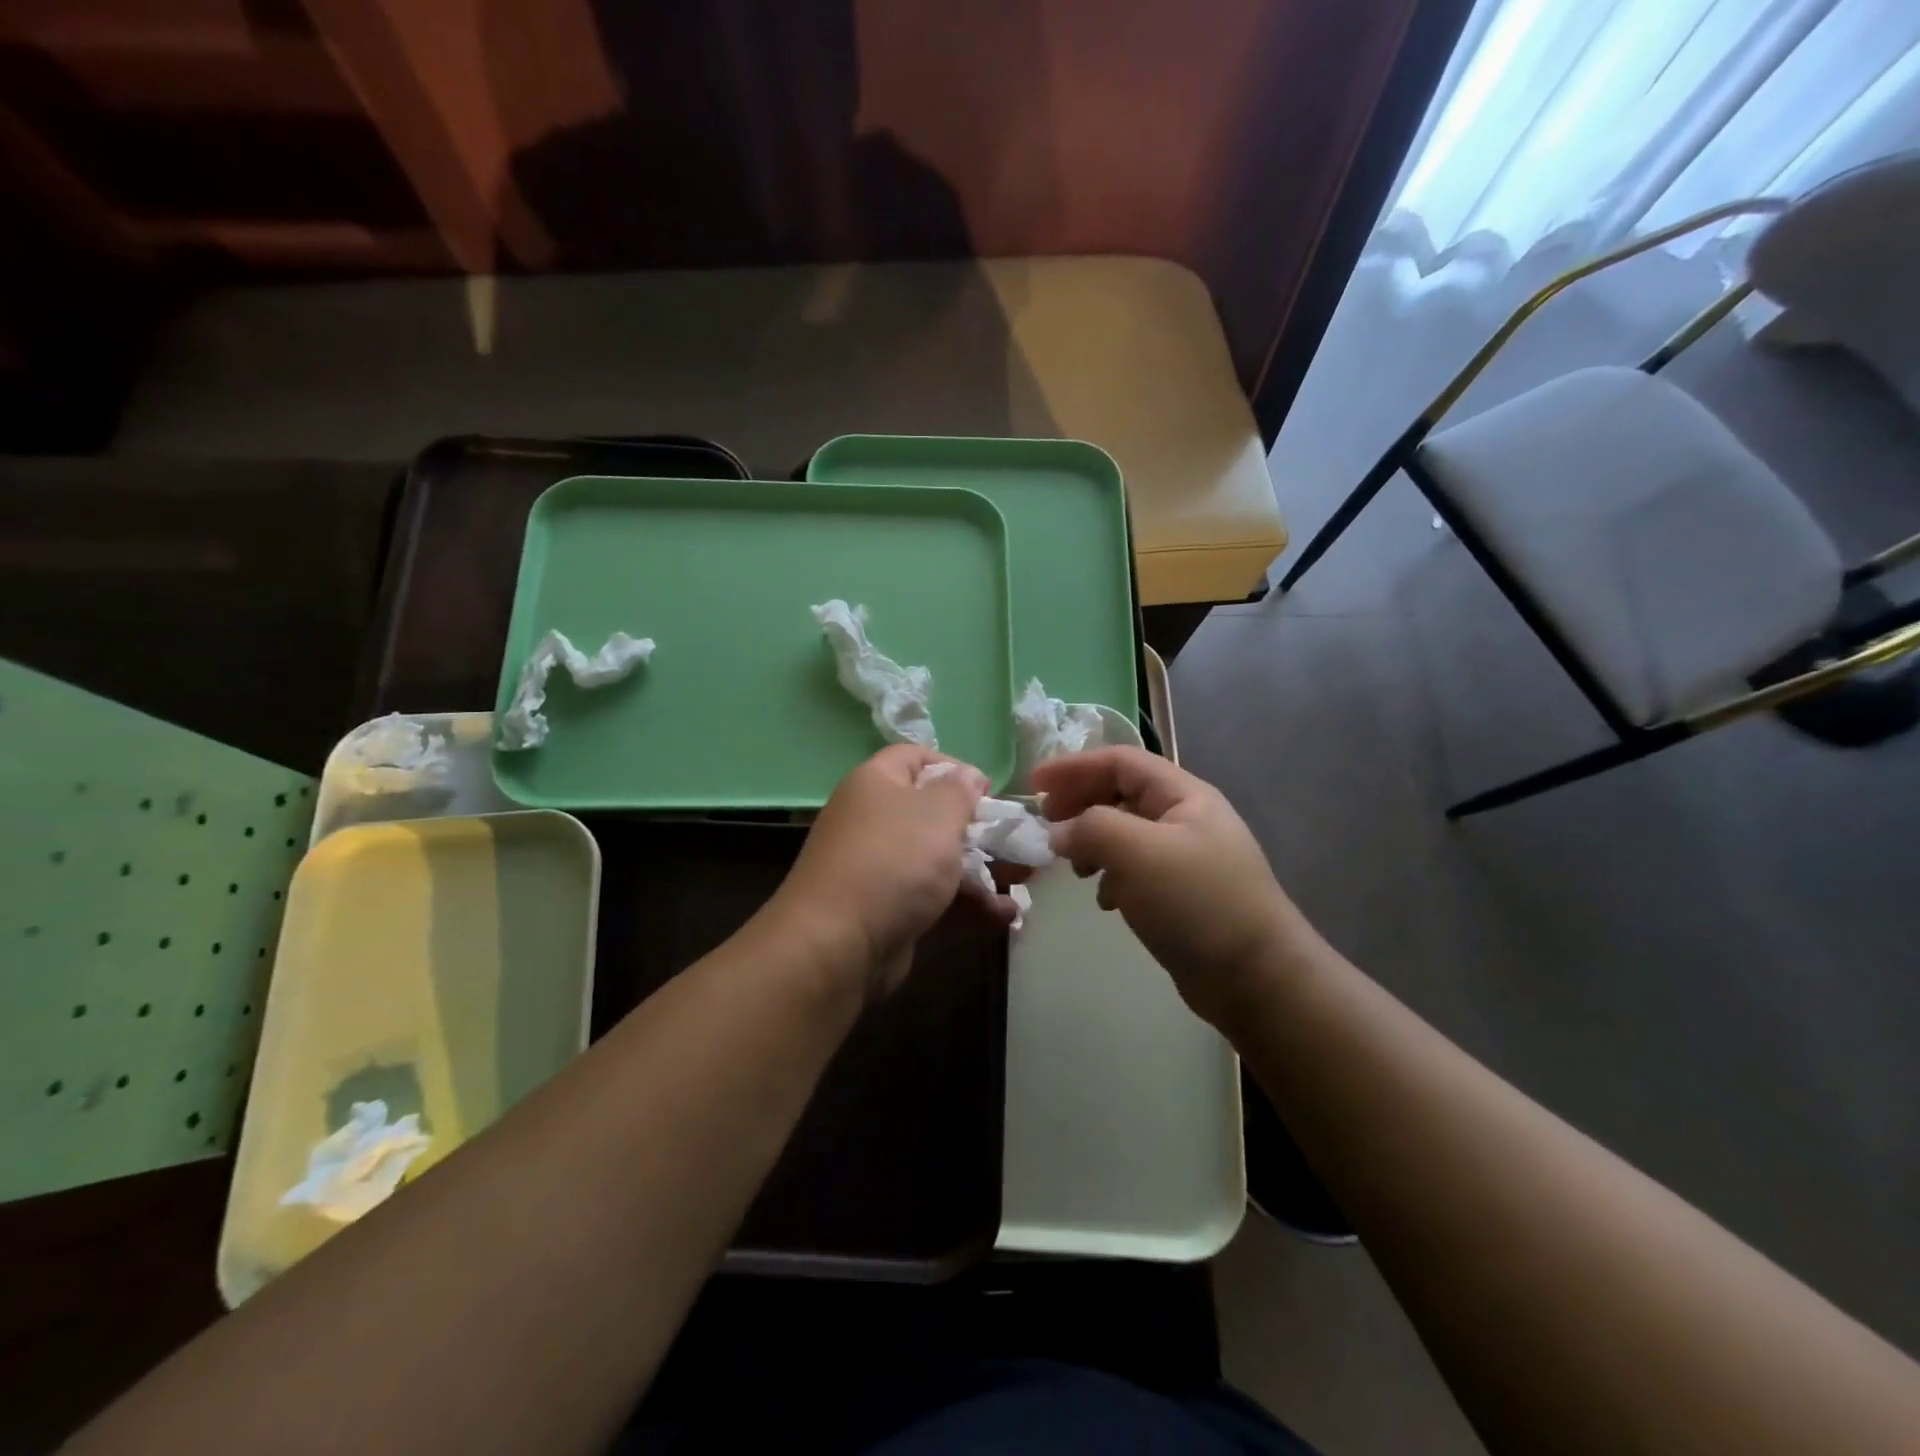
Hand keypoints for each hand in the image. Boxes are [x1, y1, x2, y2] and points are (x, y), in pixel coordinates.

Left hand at [771, 745, 1016, 1001]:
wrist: (838, 944)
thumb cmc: (894, 861)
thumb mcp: (937, 814)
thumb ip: (959, 791)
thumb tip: (967, 775)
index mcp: (877, 784)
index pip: (915, 757)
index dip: (954, 767)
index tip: (987, 792)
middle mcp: (874, 819)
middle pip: (932, 812)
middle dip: (980, 828)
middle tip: (1016, 842)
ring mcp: (880, 867)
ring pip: (938, 859)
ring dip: (982, 870)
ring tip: (1023, 882)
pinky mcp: (888, 908)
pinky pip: (933, 896)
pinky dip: (967, 903)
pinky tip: (1003, 916)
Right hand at [1034, 747, 1314, 1029]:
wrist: (1255, 977)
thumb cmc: (1197, 902)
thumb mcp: (1138, 852)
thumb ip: (1090, 828)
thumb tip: (1058, 832)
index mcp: (1182, 794)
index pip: (1120, 761)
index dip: (1074, 766)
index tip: (1034, 783)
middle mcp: (1184, 818)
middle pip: (1120, 793)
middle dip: (1080, 803)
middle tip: (1046, 824)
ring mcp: (1184, 857)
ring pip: (1124, 833)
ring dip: (1092, 842)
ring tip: (1072, 867)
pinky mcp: (1179, 893)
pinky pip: (1134, 869)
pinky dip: (1110, 876)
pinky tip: (1104, 900)